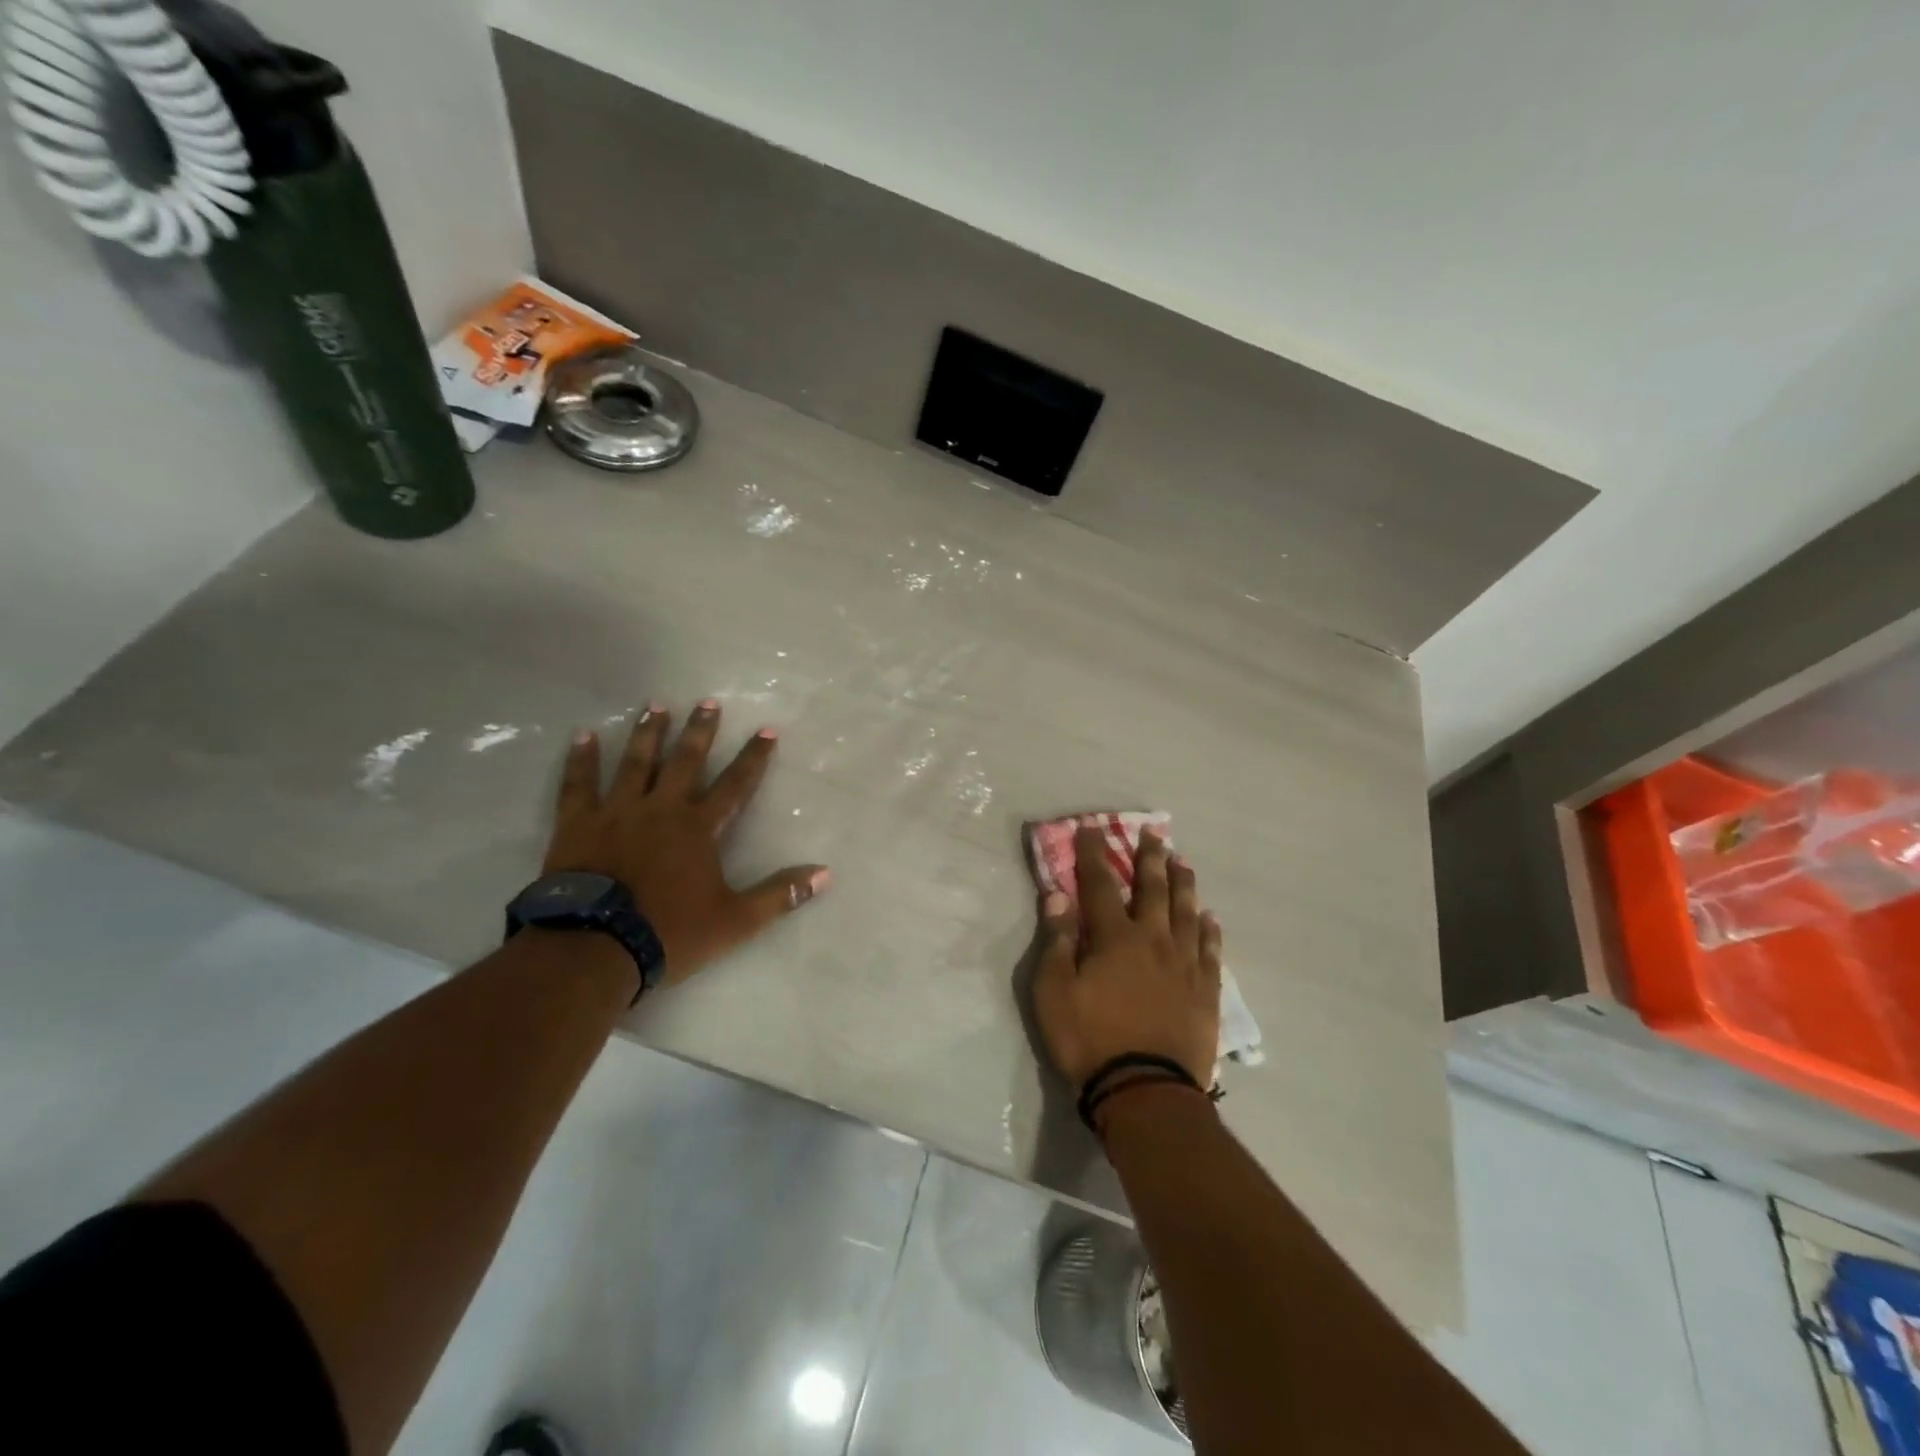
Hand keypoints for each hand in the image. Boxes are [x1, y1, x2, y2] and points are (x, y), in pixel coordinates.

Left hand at [543, 699, 829, 983]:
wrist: (595, 948)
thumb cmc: (670, 932)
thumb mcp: (736, 920)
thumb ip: (779, 894)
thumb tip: (825, 874)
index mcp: (700, 828)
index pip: (736, 785)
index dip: (754, 758)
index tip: (766, 731)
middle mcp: (662, 808)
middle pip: (685, 761)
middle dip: (700, 731)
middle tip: (707, 702)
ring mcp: (617, 812)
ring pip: (636, 763)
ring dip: (649, 733)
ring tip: (656, 705)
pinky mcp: (578, 824)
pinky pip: (580, 784)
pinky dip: (582, 760)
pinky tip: (584, 736)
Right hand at [1032, 824, 1221, 1091]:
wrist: (1146, 1090)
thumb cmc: (1090, 1040)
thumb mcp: (1053, 992)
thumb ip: (1057, 941)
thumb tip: (1058, 896)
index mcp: (1115, 938)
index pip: (1100, 884)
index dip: (1093, 854)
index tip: (1091, 827)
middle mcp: (1154, 940)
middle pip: (1152, 889)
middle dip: (1149, 858)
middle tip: (1153, 833)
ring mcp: (1185, 964)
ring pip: (1187, 912)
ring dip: (1183, 884)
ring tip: (1183, 862)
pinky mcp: (1205, 991)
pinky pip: (1211, 950)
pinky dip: (1210, 929)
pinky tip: (1210, 917)